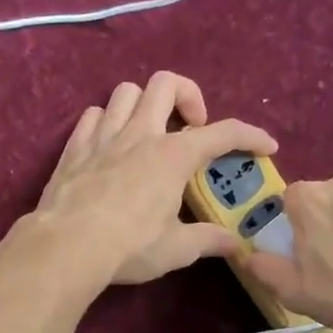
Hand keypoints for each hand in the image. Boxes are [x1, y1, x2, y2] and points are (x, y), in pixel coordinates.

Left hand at [30, 71, 276, 286]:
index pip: (223, 133)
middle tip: (191, 127)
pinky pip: (92, 115)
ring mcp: (103, 136)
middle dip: (188, 96)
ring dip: (144, 103)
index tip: (267, 146)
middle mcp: (140, 134)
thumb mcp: (178, 249)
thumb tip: (237, 244)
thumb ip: (209, 240)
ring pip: (126, 91)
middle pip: (166, 83)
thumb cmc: (129, 247)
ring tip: (149, 131)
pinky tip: (110, 143)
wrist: (66, 247)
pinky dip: (106, 121)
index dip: (251, 135)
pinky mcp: (74, 148)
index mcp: (173, 155)